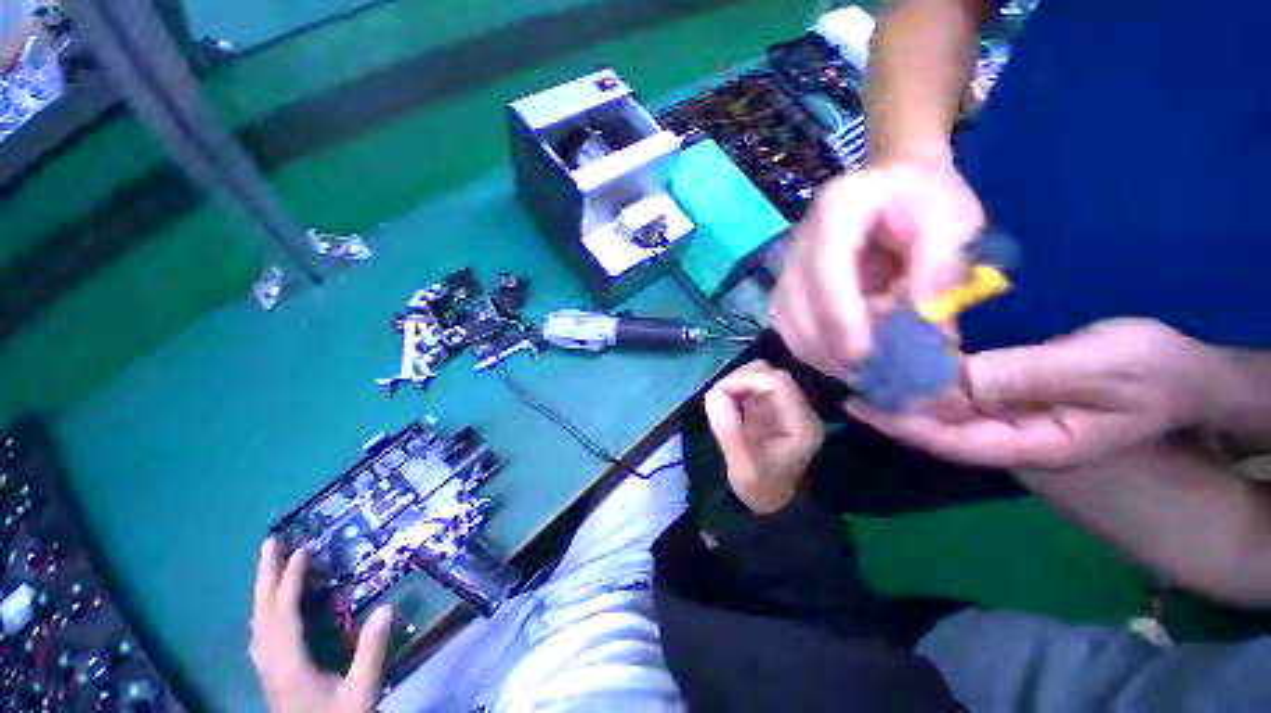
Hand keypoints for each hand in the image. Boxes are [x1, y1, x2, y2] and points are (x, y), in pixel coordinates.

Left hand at [250, 540, 392, 712]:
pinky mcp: (272, 677)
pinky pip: (261, 636)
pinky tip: (267, 613)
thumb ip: (370, 652)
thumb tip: (387, 606)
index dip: (291, 580)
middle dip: (265, 576)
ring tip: (269, 568)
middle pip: (262, 613)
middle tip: (271, 543)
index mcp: (289, 664)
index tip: (303, 550)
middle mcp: (271, 663)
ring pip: (257, 624)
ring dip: (262, 592)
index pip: (284, 613)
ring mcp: (268, 671)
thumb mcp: (360, 693)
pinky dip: (263, 613)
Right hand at [704, 360, 825, 512]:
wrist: (771, 503)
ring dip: (737, 382)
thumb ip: (728, 431)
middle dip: (740, 379)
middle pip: (770, 373)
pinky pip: (754, 384)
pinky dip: (737, 388)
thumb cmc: (760, 489)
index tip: (718, 392)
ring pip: (762, 374)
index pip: (778, 383)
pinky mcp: (772, 406)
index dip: (746, 380)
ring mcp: (786, 406)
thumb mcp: (742, 468)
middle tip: (717, 398)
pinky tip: (727, 403)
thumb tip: (714, 393)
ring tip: (721, 401)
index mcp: (801, 424)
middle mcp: (799, 409)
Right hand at [771, 159, 983, 374]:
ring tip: (853, 370)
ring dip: (813, 350)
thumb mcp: (953, 219)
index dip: (837, 315)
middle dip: (823, 343)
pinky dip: (809, 346)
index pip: (824, 268)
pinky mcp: (789, 285)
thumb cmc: (927, 198)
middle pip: (793, 299)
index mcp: (838, 208)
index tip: (862, 355)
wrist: (895, 187)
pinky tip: (837, 357)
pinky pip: (786, 323)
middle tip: (862, 373)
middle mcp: (801, 238)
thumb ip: (942, 265)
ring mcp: (789, 263)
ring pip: (784, 317)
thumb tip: (921, 321)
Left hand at [847, 319, 1227, 469]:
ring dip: (903, 390)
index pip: (952, 441)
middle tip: (849, 381)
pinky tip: (903, 360)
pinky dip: (929, 376)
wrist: (1186, 372)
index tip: (861, 403)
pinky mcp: (1010, 395)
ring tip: (862, 370)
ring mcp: (1009, 417)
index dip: (903, 423)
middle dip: (891, 406)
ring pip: (943, 410)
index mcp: (1031, 445)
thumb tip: (945, 380)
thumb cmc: (1153, 373)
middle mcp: (1009, 436)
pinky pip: (959, 391)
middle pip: (937, 427)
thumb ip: (1018, 378)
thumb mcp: (1094, 372)